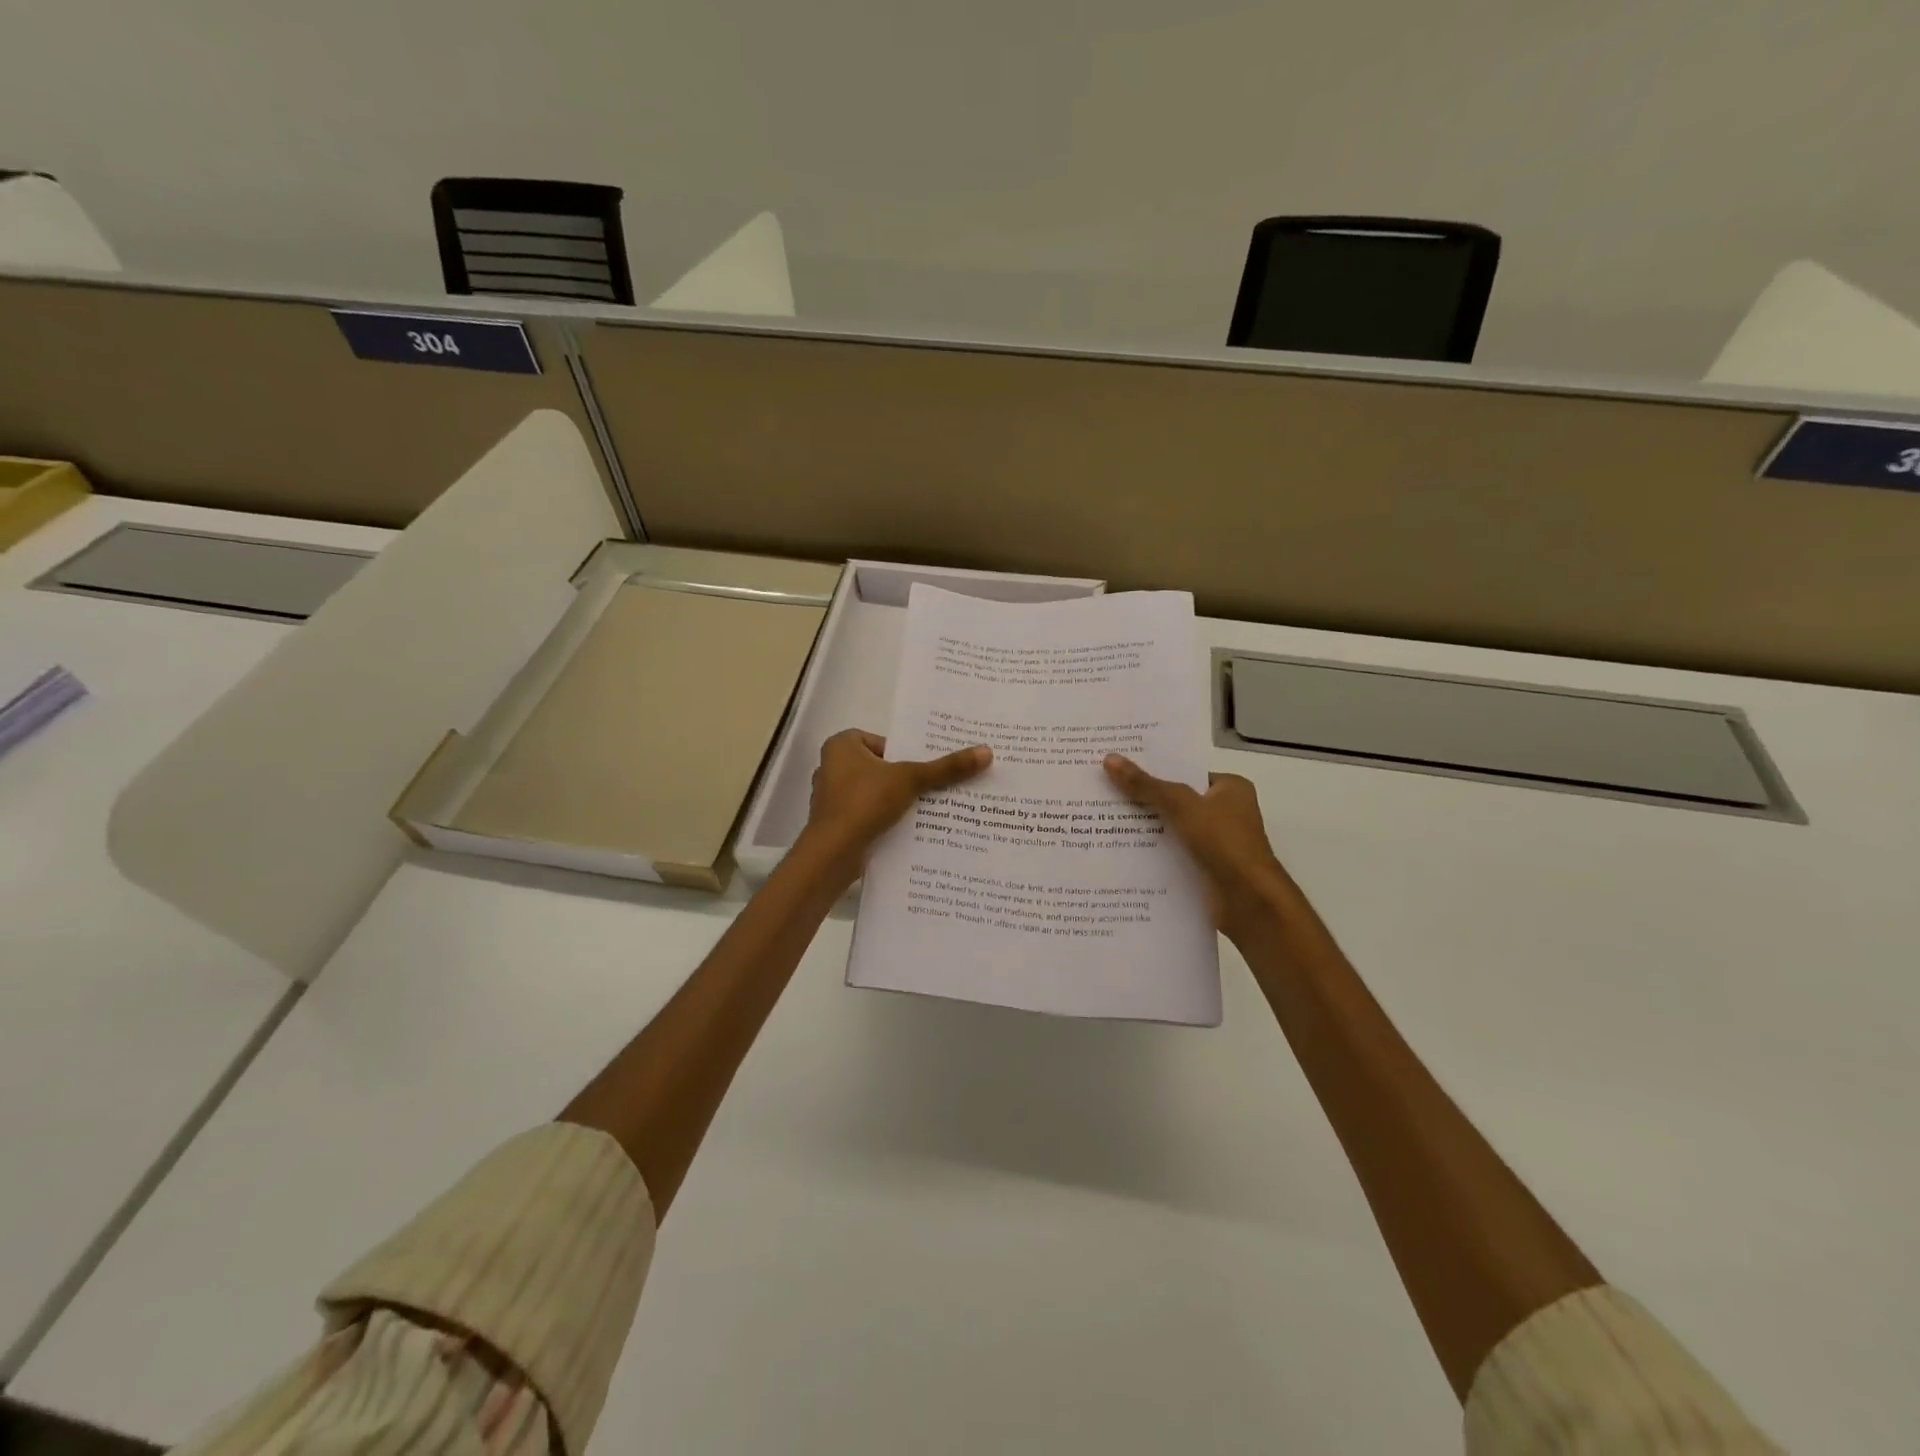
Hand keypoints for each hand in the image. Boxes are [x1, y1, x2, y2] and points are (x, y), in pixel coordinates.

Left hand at [802, 729, 991, 868]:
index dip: (906, 753)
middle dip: (905, 778)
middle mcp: (831, 766)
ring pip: (874, 793)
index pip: (884, 742)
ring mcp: (830, 797)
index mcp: (841, 745)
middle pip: (881, 768)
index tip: (928, 767)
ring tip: (927, 809)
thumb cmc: (865, 803)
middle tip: (935, 786)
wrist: (833, 853)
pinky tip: (908, 829)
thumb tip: (987, 752)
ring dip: (896, 801)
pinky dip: (884, 819)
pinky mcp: (835, 823)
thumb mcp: (911, 780)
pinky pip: (867, 814)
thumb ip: (946, 768)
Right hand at [1103, 754, 1296, 937]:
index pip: (1186, 773)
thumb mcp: (1182, 806)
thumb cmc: (1224, 843)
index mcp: (1231, 789)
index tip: (1118, 768)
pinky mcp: (1206, 870)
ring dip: (1145, 830)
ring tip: (1102, 821)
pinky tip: (1120, 853)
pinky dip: (1152, 855)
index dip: (1154, 769)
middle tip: (1103, 793)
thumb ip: (1146, 785)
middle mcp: (1226, 813)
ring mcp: (1216, 844)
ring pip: (1172, 830)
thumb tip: (1109, 759)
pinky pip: (1173, 855)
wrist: (1250, 903)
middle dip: (1143, 800)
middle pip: (1176, 801)